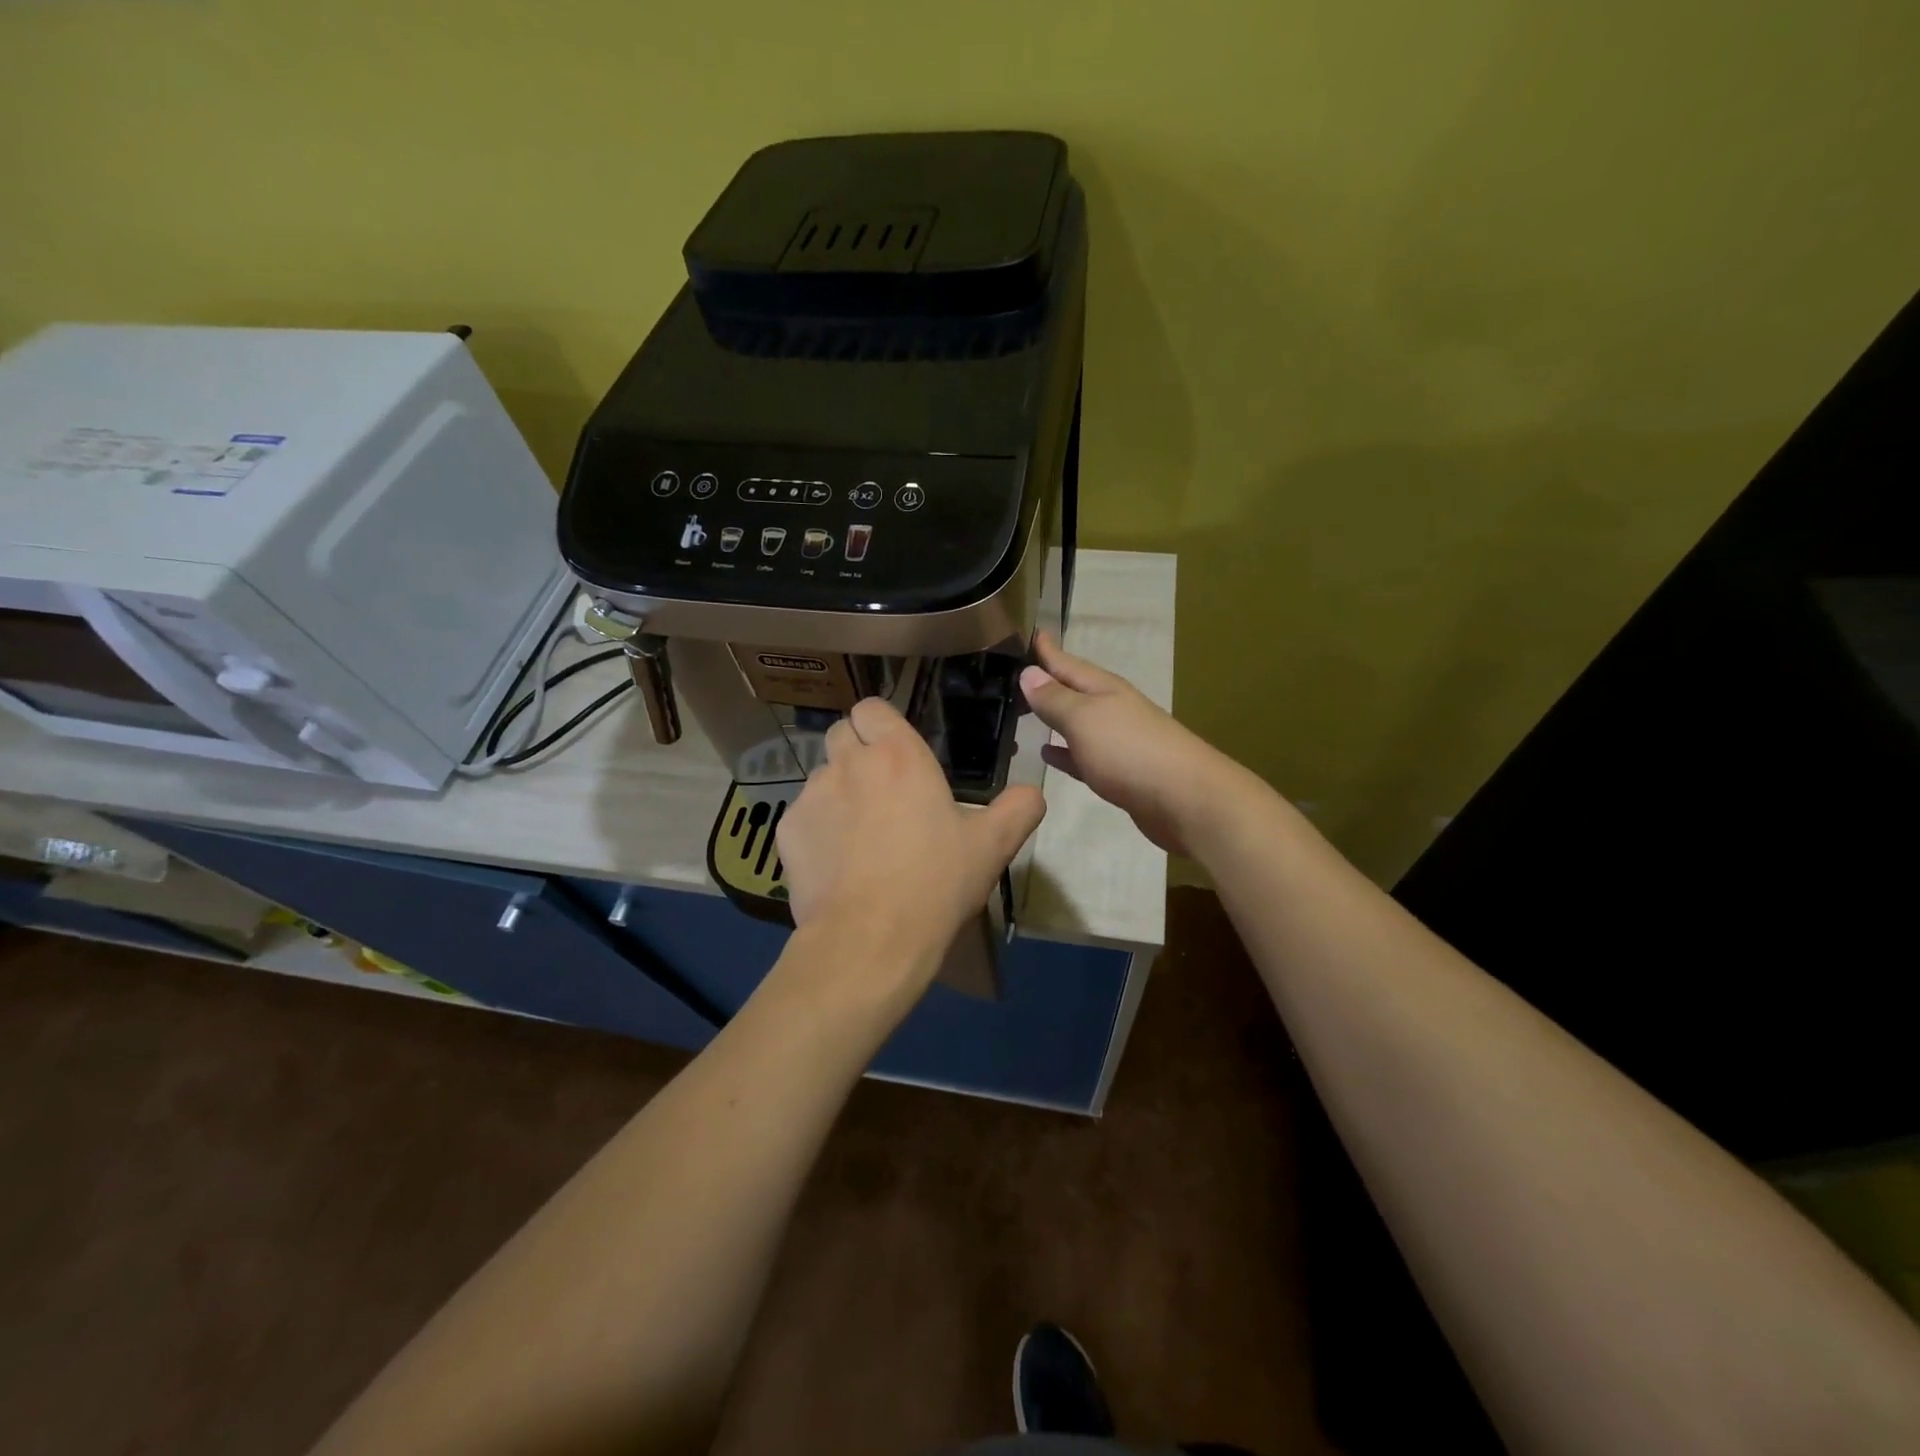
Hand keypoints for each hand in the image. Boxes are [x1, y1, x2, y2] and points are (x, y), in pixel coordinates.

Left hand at [776, 696, 1046, 983]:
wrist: (871, 937)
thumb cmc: (936, 882)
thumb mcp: (992, 846)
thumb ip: (1019, 809)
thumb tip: (1033, 792)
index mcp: (898, 755)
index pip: (871, 707)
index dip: (880, 723)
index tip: (895, 750)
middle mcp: (850, 763)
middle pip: (841, 733)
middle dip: (857, 751)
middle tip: (881, 789)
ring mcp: (813, 795)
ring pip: (822, 776)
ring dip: (839, 791)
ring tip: (859, 834)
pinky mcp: (788, 830)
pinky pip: (802, 815)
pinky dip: (817, 828)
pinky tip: (836, 863)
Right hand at [1019, 632, 1244, 856]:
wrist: (1185, 800)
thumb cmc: (1130, 750)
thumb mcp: (1084, 718)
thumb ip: (1055, 698)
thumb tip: (1028, 672)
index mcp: (1104, 689)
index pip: (1067, 663)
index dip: (1046, 650)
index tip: (1027, 632)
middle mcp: (1111, 709)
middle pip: (1073, 690)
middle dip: (1046, 682)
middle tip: (1012, 677)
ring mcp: (1117, 742)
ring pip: (1076, 723)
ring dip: (1052, 718)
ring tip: (1022, 713)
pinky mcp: (1119, 774)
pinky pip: (1082, 756)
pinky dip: (1064, 752)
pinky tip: (1047, 755)